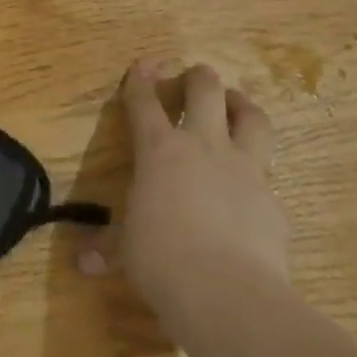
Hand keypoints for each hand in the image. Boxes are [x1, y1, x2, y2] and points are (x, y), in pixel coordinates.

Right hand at [81, 59, 287, 319]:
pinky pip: (267, 175)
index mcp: (159, 151)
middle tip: (196, 79)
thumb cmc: (161, 260)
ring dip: (243, 106)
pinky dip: (257, 174)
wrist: (227, 292)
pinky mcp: (272, 199)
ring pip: (253, 118)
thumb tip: (83, 264)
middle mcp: (203, 147)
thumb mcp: (127, 251)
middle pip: (206, 90)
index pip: (145, 102)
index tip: (143, 64)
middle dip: (199, 78)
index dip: (141, 79)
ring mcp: (244, 169)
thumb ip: (108, 248)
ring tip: (237, 106)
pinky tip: (251, 189)